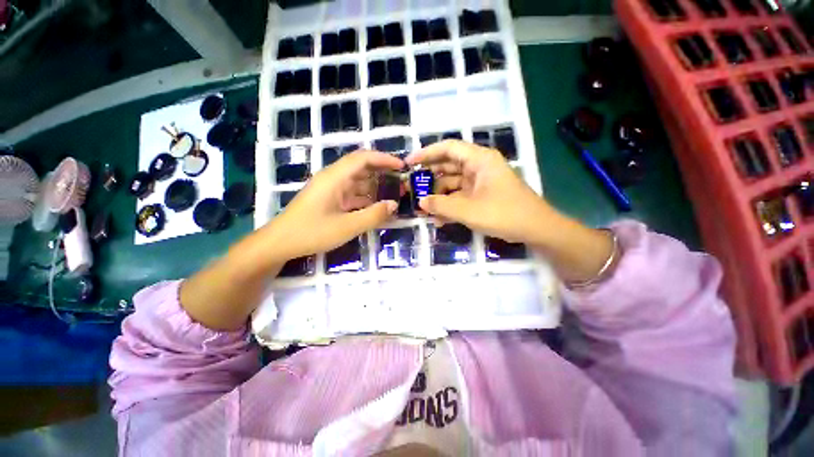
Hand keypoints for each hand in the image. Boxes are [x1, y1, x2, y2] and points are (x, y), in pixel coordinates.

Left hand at [263, 150, 402, 260]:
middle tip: (402, 181)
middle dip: (383, 172)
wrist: (280, 244)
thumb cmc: (312, 233)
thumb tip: (394, 205)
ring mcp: (331, 190)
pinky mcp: (330, 200)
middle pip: (361, 167)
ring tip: (394, 194)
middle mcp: (333, 179)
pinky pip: (353, 194)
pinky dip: (366, 198)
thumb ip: (373, 215)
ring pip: (358, 182)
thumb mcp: (347, 227)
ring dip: (376, 186)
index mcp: (335, 178)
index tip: (402, 166)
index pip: (363, 158)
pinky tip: (377, 206)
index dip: (384, 159)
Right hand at [405, 140, 553, 244]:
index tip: (409, 163)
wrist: (536, 229)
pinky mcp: (481, 196)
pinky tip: (438, 219)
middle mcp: (479, 167)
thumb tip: (420, 202)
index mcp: (479, 160)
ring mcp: (480, 182)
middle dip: (429, 178)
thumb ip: (441, 205)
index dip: (426, 153)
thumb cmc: (504, 214)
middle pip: (448, 166)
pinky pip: (460, 196)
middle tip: (411, 189)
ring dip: (438, 196)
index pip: (448, 148)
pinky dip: (449, 205)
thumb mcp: (468, 211)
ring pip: (453, 184)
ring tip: (422, 209)